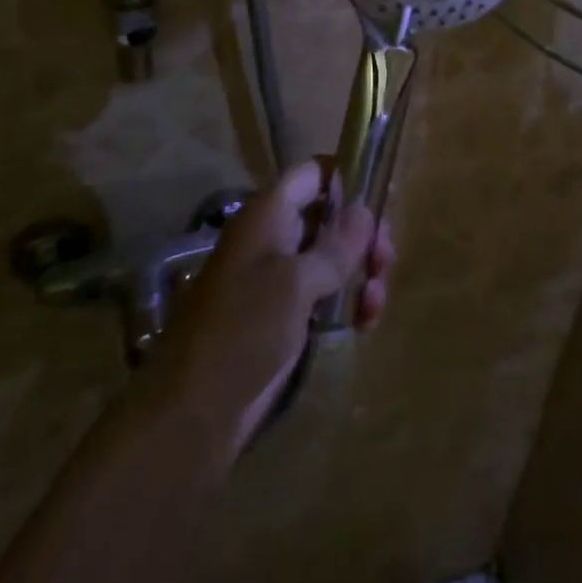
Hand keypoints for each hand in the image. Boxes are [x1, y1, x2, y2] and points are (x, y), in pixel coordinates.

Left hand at [153, 160, 394, 455]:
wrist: (195, 409)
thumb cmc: (243, 330)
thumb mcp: (295, 283)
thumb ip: (335, 245)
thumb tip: (365, 210)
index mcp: (268, 214)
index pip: (313, 172)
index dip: (347, 177)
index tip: (381, 200)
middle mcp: (275, 236)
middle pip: (330, 215)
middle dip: (363, 235)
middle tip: (386, 262)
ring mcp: (279, 276)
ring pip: (333, 255)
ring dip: (361, 272)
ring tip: (374, 305)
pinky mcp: (285, 313)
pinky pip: (327, 291)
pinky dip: (349, 300)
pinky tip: (365, 323)